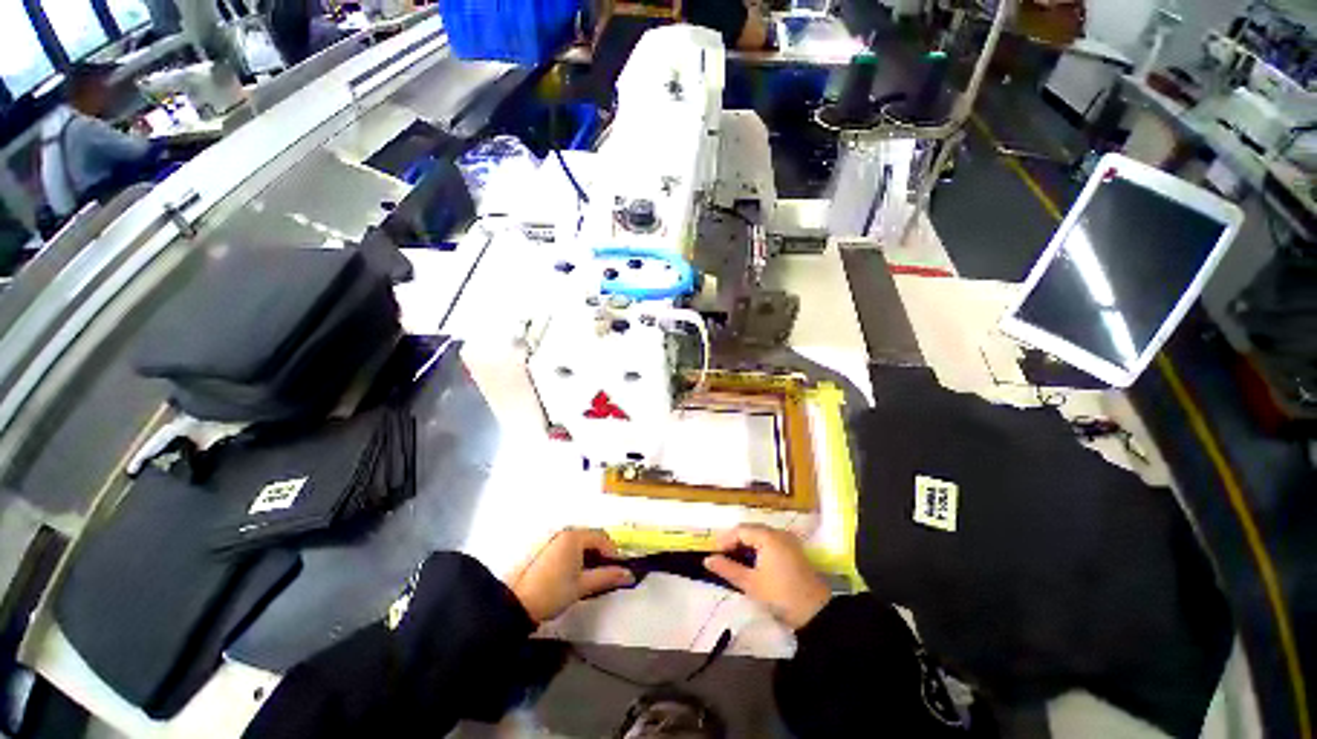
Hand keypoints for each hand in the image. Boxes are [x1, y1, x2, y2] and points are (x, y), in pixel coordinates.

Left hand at [508, 528, 634, 622]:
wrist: (517, 604)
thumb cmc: (553, 592)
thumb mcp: (583, 586)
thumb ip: (607, 577)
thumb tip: (628, 574)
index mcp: (575, 537)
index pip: (602, 538)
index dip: (613, 552)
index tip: (618, 569)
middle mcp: (565, 533)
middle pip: (591, 538)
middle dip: (602, 554)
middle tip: (606, 573)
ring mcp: (554, 541)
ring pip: (580, 543)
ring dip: (590, 556)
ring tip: (592, 576)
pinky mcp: (546, 550)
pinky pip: (569, 548)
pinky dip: (578, 557)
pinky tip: (577, 574)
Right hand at [704, 524, 830, 629]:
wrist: (817, 613)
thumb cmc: (780, 596)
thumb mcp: (750, 584)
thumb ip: (728, 569)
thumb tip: (707, 560)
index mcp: (768, 536)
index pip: (740, 530)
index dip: (725, 540)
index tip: (714, 554)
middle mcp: (778, 532)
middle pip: (750, 530)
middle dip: (735, 541)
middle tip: (722, 557)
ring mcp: (788, 540)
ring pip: (760, 536)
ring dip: (746, 545)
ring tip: (734, 560)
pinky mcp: (794, 550)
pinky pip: (770, 542)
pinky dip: (758, 548)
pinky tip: (752, 562)